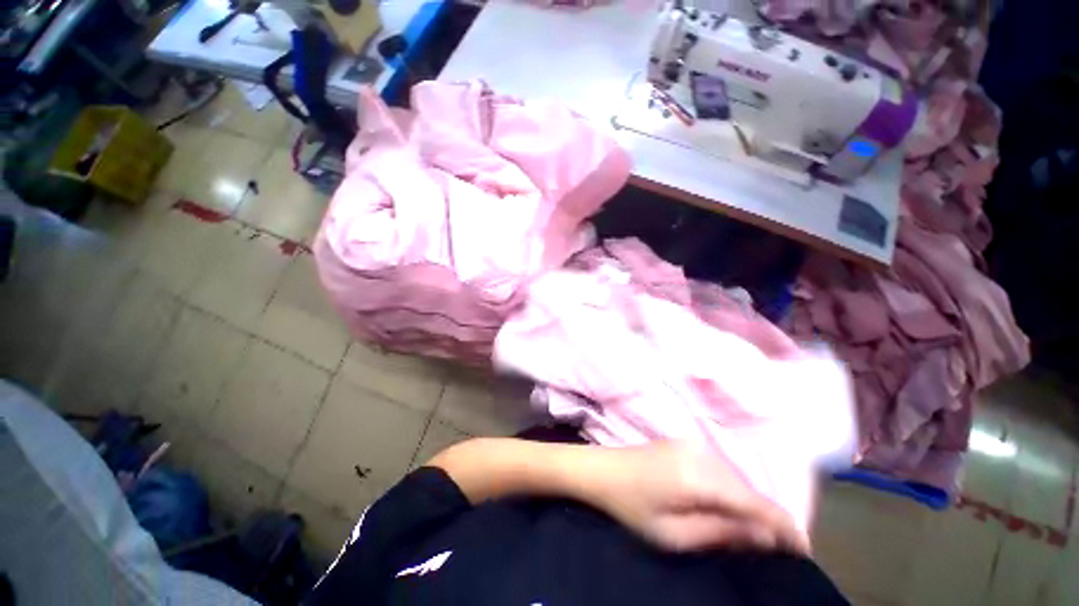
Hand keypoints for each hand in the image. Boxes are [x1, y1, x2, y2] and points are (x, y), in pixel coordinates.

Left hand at [586, 441, 810, 553]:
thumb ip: (723, 532)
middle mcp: (703, 452)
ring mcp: (694, 443)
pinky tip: (727, 506)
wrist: (603, 469)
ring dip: (748, 504)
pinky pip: (721, 468)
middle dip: (767, 519)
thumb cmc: (633, 507)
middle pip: (749, 489)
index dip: (785, 528)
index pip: (757, 503)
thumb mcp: (675, 534)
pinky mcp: (686, 442)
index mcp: (701, 476)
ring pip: (737, 478)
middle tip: (775, 550)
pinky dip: (731, 489)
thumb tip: (767, 537)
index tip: (804, 552)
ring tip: (753, 532)